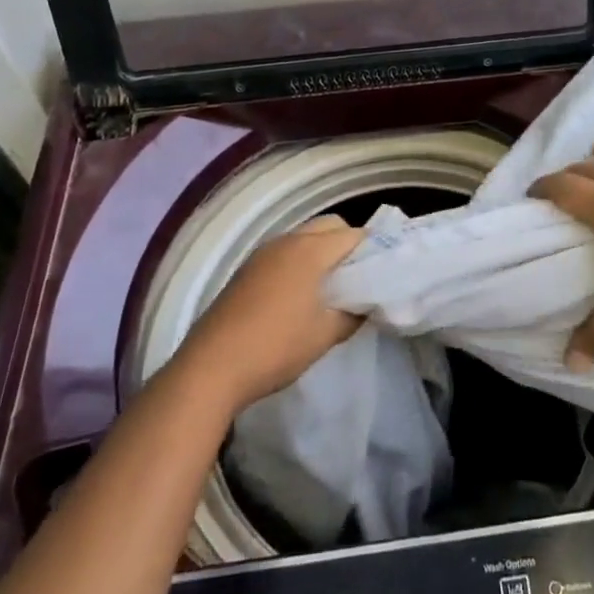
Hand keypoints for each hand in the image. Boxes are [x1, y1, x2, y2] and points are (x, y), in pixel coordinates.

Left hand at [173, 217, 365, 412]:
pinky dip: (299, 261)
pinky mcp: (246, 269)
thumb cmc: (276, 347)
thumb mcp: (325, 335)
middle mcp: (287, 241)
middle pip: (328, 226)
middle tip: (358, 277)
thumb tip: (365, 305)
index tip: (382, 271)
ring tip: (331, 286)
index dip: (372, 249)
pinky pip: (284, 252)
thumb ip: (352, 315)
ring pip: (304, 237)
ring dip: (321, 251)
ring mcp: (263, 253)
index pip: (353, 235)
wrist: (211, 367)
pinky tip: (300, 294)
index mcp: (311, 250)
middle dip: (347, 243)